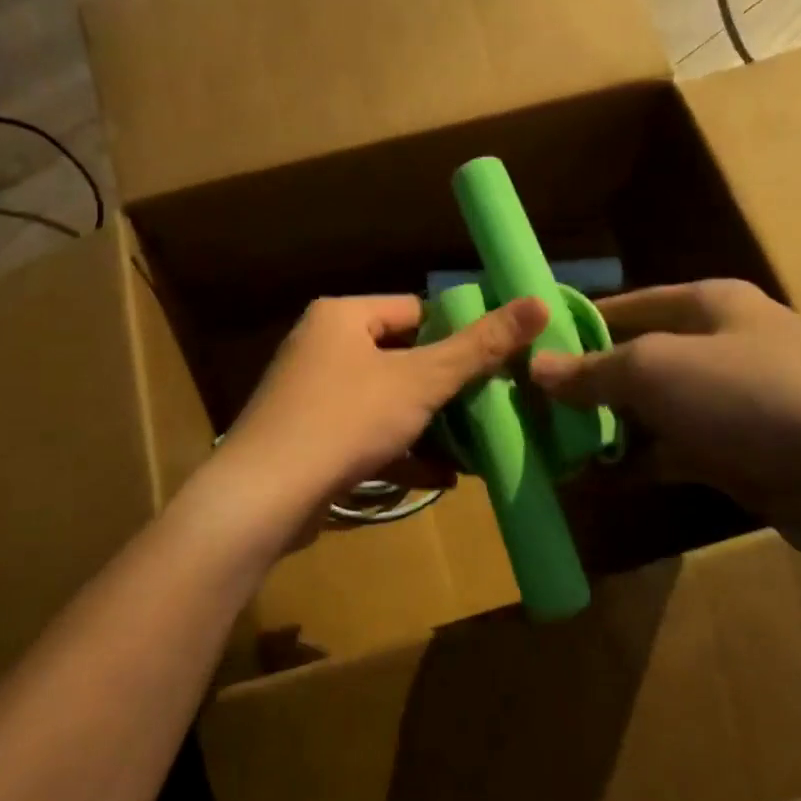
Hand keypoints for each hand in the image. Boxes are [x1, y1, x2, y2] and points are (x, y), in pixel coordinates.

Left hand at [217, 293, 549, 528]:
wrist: (263, 498)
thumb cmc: (345, 421)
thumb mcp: (420, 381)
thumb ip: (479, 346)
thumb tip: (538, 302)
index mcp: (342, 316)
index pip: (415, 310)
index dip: (459, 333)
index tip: (497, 361)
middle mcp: (322, 346)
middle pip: (402, 358)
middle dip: (447, 389)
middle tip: (493, 406)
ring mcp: (312, 395)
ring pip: (387, 401)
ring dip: (429, 425)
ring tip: (476, 446)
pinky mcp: (309, 437)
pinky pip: (366, 434)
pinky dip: (401, 452)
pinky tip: (442, 477)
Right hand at [529, 280, 800, 562]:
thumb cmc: (753, 399)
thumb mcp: (659, 371)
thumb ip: (594, 370)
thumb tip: (535, 368)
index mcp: (708, 305)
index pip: (624, 306)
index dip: (574, 327)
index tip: (526, 352)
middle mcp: (722, 344)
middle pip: (636, 358)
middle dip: (585, 384)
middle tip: (530, 410)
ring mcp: (735, 401)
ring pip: (653, 409)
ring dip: (608, 428)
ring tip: (552, 448)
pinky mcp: (743, 451)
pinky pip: (675, 449)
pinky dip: (639, 462)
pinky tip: (596, 479)